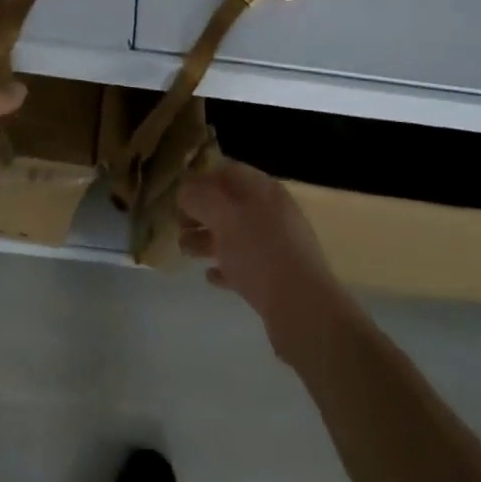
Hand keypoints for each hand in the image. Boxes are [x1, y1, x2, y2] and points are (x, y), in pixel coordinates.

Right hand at [179, 161, 356, 361]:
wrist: (303, 309)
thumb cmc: (260, 253)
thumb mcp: (223, 216)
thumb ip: (200, 197)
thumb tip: (185, 191)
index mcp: (263, 190)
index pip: (228, 172)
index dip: (201, 179)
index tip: (178, 196)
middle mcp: (271, 213)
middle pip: (229, 204)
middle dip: (200, 212)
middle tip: (177, 226)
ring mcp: (276, 246)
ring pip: (234, 235)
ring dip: (207, 239)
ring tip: (184, 251)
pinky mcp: (276, 278)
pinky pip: (244, 265)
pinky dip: (225, 266)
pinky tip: (209, 276)